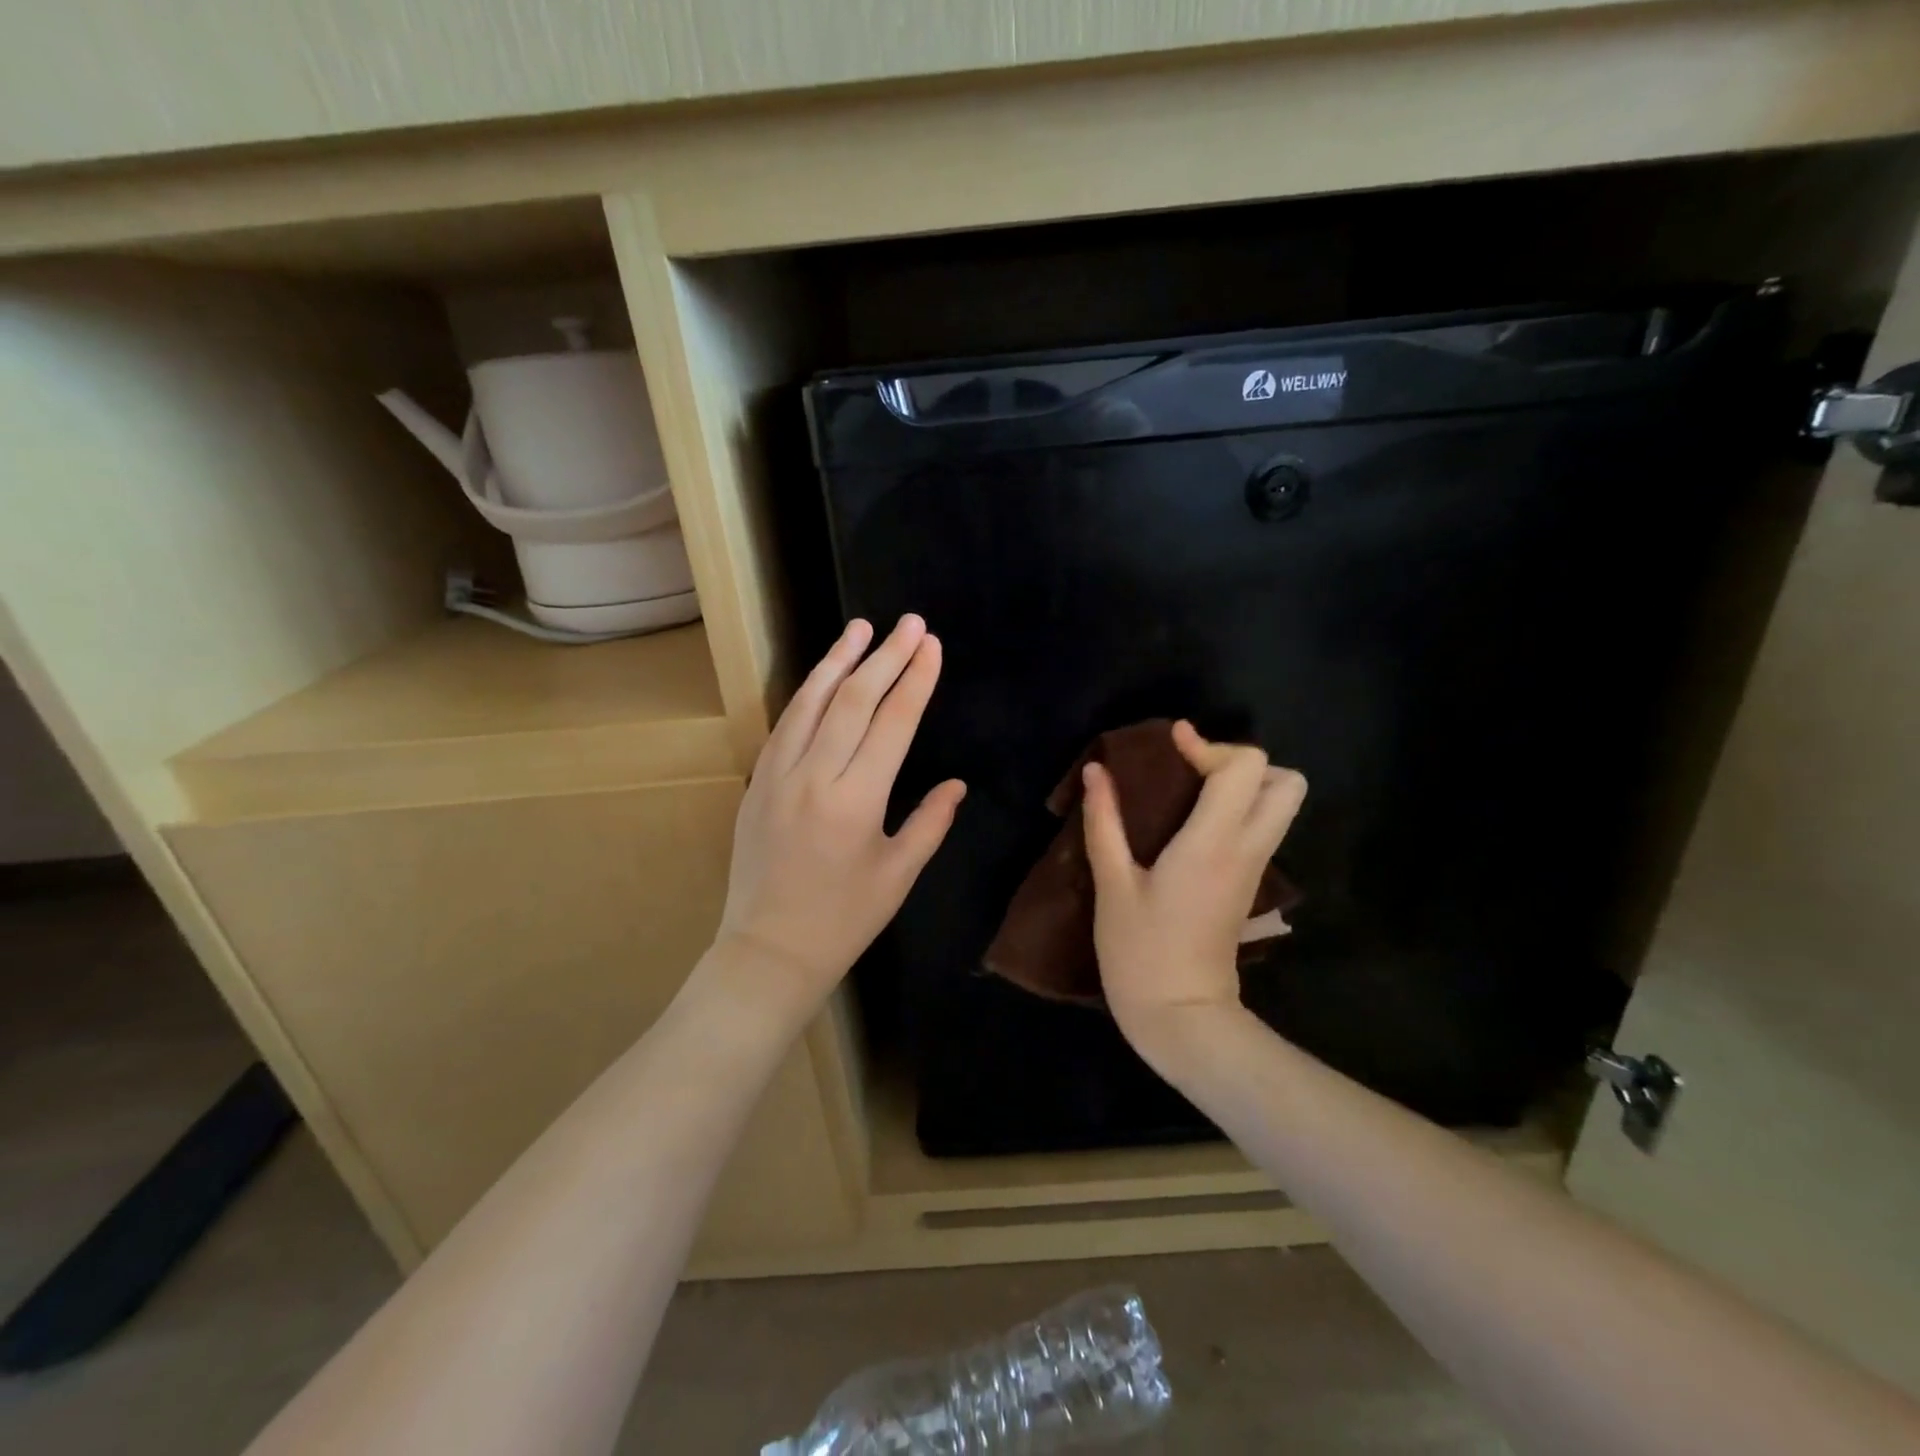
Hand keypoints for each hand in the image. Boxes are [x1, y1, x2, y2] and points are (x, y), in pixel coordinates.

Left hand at [716, 615, 965, 1011]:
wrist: (768, 951)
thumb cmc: (844, 920)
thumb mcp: (898, 875)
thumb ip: (930, 823)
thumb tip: (956, 784)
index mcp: (856, 801)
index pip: (892, 723)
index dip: (915, 680)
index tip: (931, 646)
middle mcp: (814, 777)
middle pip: (853, 700)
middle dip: (885, 657)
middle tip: (909, 623)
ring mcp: (778, 776)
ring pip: (810, 703)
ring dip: (838, 660)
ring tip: (861, 628)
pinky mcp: (757, 783)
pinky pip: (785, 725)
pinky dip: (807, 693)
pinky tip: (823, 676)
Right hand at [1083, 721, 1305, 1050]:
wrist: (1181, 1017)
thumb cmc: (1140, 952)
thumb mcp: (1112, 885)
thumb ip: (1104, 822)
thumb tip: (1097, 771)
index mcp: (1213, 843)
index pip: (1244, 768)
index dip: (1208, 744)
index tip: (1170, 743)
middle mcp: (1247, 849)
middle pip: (1286, 780)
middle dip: (1242, 762)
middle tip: (1194, 771)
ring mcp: (1255, 868)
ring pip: (1280, 805)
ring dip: (1245, 785)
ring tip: (1191, 792)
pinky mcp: (1249, 885)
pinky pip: (1261, 827)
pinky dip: (1238, 809)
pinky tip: (1190, 822)